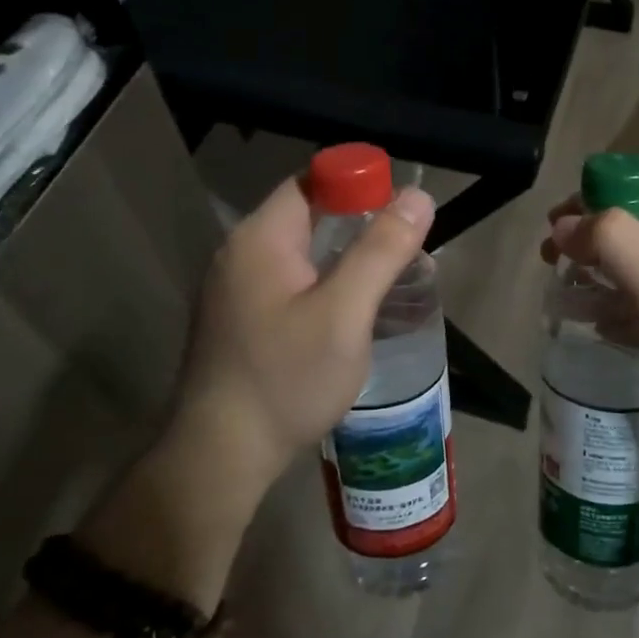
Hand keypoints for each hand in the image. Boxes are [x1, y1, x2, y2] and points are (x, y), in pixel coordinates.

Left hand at [84, 174, 434, 606]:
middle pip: (307, 217)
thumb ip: (381, 251)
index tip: (401, 211)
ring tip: (388, 281)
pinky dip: (321, 284)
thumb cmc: (286, 379)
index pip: (312, 183)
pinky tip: (348, 312)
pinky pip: (287, 283)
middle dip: (358, 226)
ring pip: (299, 253)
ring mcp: (233, 289)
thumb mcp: (344, 313)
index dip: (358, 186)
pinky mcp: (238, 320)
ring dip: (342, 258)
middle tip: (405, 251)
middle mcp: (239, 253)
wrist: (220, 455)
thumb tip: (417, 196)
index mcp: (260, 238)